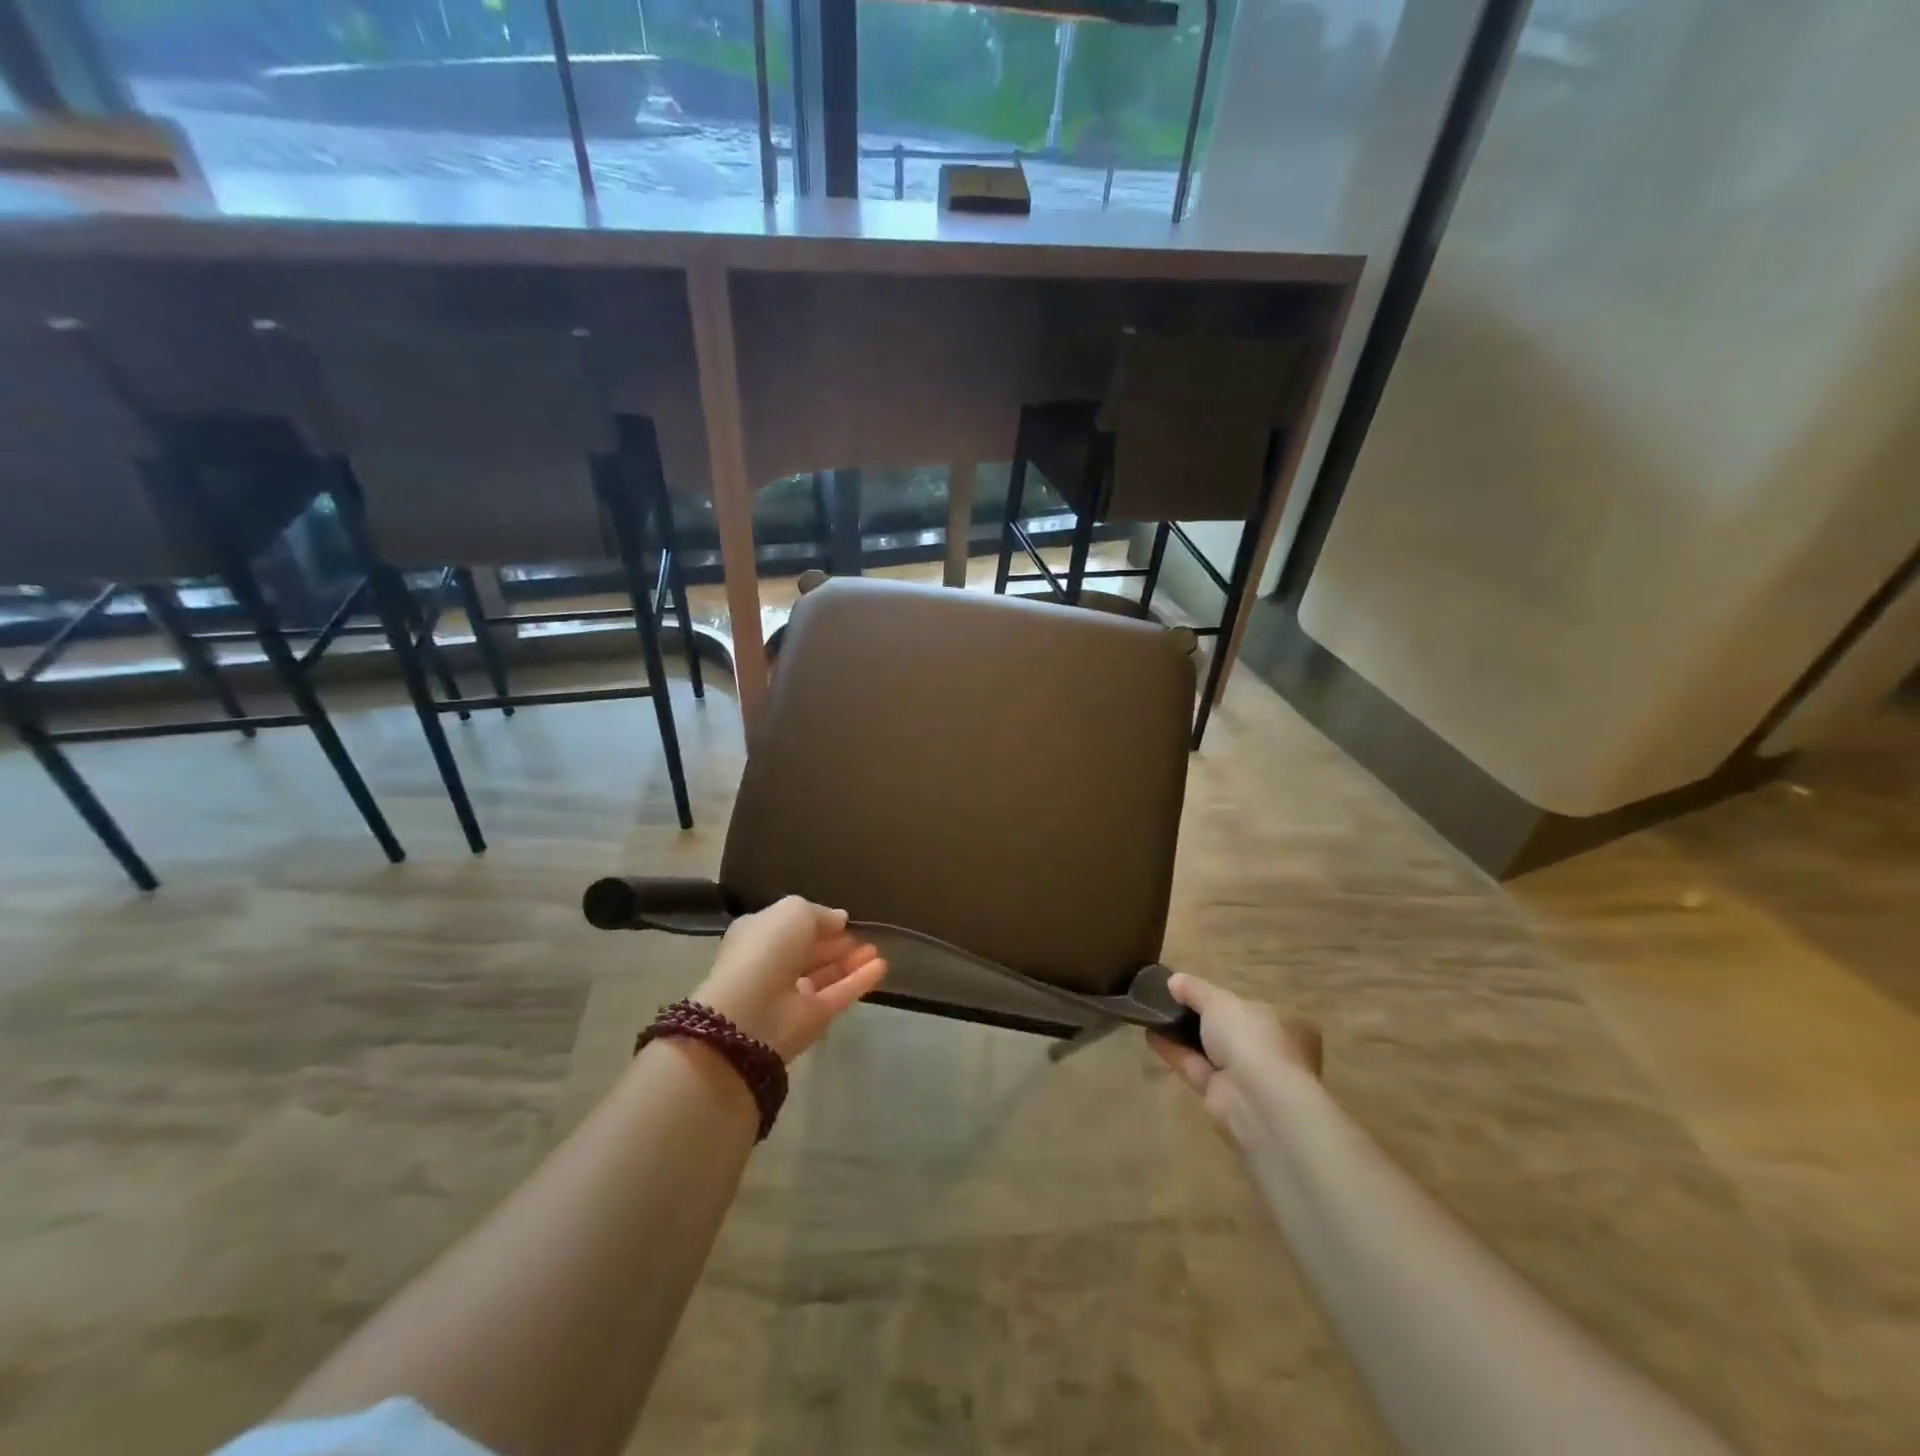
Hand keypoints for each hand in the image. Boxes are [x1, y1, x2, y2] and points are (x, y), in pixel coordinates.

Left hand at [692, 896, 888, 1060]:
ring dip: (851, 961)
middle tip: (863, 935)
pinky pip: (840, 994)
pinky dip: (860, 981)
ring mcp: (793, 993)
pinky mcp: (813, 1018)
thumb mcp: (794, 911)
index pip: (791, 925)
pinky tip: (881, 967)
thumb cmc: (767, 949)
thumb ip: (820, 913)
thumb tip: (840, 919)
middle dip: (836, 943)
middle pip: (810, 951)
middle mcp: (774, 963)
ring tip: (876, 950)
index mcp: (759, 934)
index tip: (843, 920)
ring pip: (827, 974)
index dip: (817, 922)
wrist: (752, 1012)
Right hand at [1149, 973, 1321, 1127]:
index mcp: (1276, 1022)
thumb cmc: (1248, 1037)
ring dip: (1180, 1033)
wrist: (1256, 1099)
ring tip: (1150, 1014)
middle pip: (1223, 1029)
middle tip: (1165, 1000)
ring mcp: (1242, 1075)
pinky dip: (1173, 1051)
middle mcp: (1262, 1049)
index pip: (1244, 1006)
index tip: (1187, 990)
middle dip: (1195, 1017)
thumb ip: (1195, 989)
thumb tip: (1174, 980)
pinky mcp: (1219, 1095)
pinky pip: (1193, 1066)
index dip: (1216, 997)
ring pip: (1206, 1049)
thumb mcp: (1219, 1001)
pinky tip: (1149, 1035)